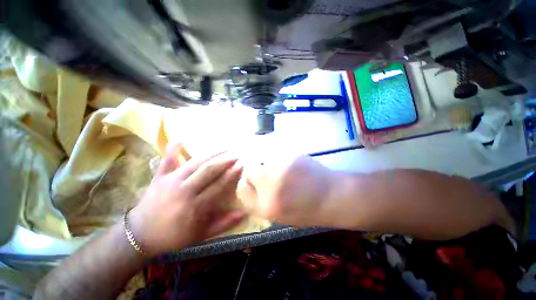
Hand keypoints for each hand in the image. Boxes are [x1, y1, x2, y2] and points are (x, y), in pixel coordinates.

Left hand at [128, 143, 245, 256]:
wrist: (139, 235)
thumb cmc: (174, 236)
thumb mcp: (201, 235)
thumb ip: (224, 224)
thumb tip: (244, 214)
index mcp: (195, 206)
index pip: (218, 186)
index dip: (231, 174)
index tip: (241, 165)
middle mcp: (184, 191)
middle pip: (208, 171)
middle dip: (224, 161)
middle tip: (236, 155)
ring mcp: (171, 181)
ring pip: (195, 163)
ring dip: (211, 154)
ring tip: (224, 148)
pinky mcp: (159, 177)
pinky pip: (167, 160)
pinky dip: (173, 148)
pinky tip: (181, 137)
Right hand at [237, 155, 336, 226]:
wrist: (333, 197)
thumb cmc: (308, 210)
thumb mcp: (280, 215)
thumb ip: (262, 201)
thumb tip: (251, 185)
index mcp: (265, 207)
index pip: (242, 189)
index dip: (246, 183)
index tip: (253, 181)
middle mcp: (269, 187)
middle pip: (250, 171)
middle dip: (257, 172)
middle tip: (270, 173)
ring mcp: (280, 169)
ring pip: (263, 160)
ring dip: (270, 164)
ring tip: (285, 170)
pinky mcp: (290, 157)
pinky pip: (277, 154)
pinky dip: (281, 157)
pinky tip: (293, 165)